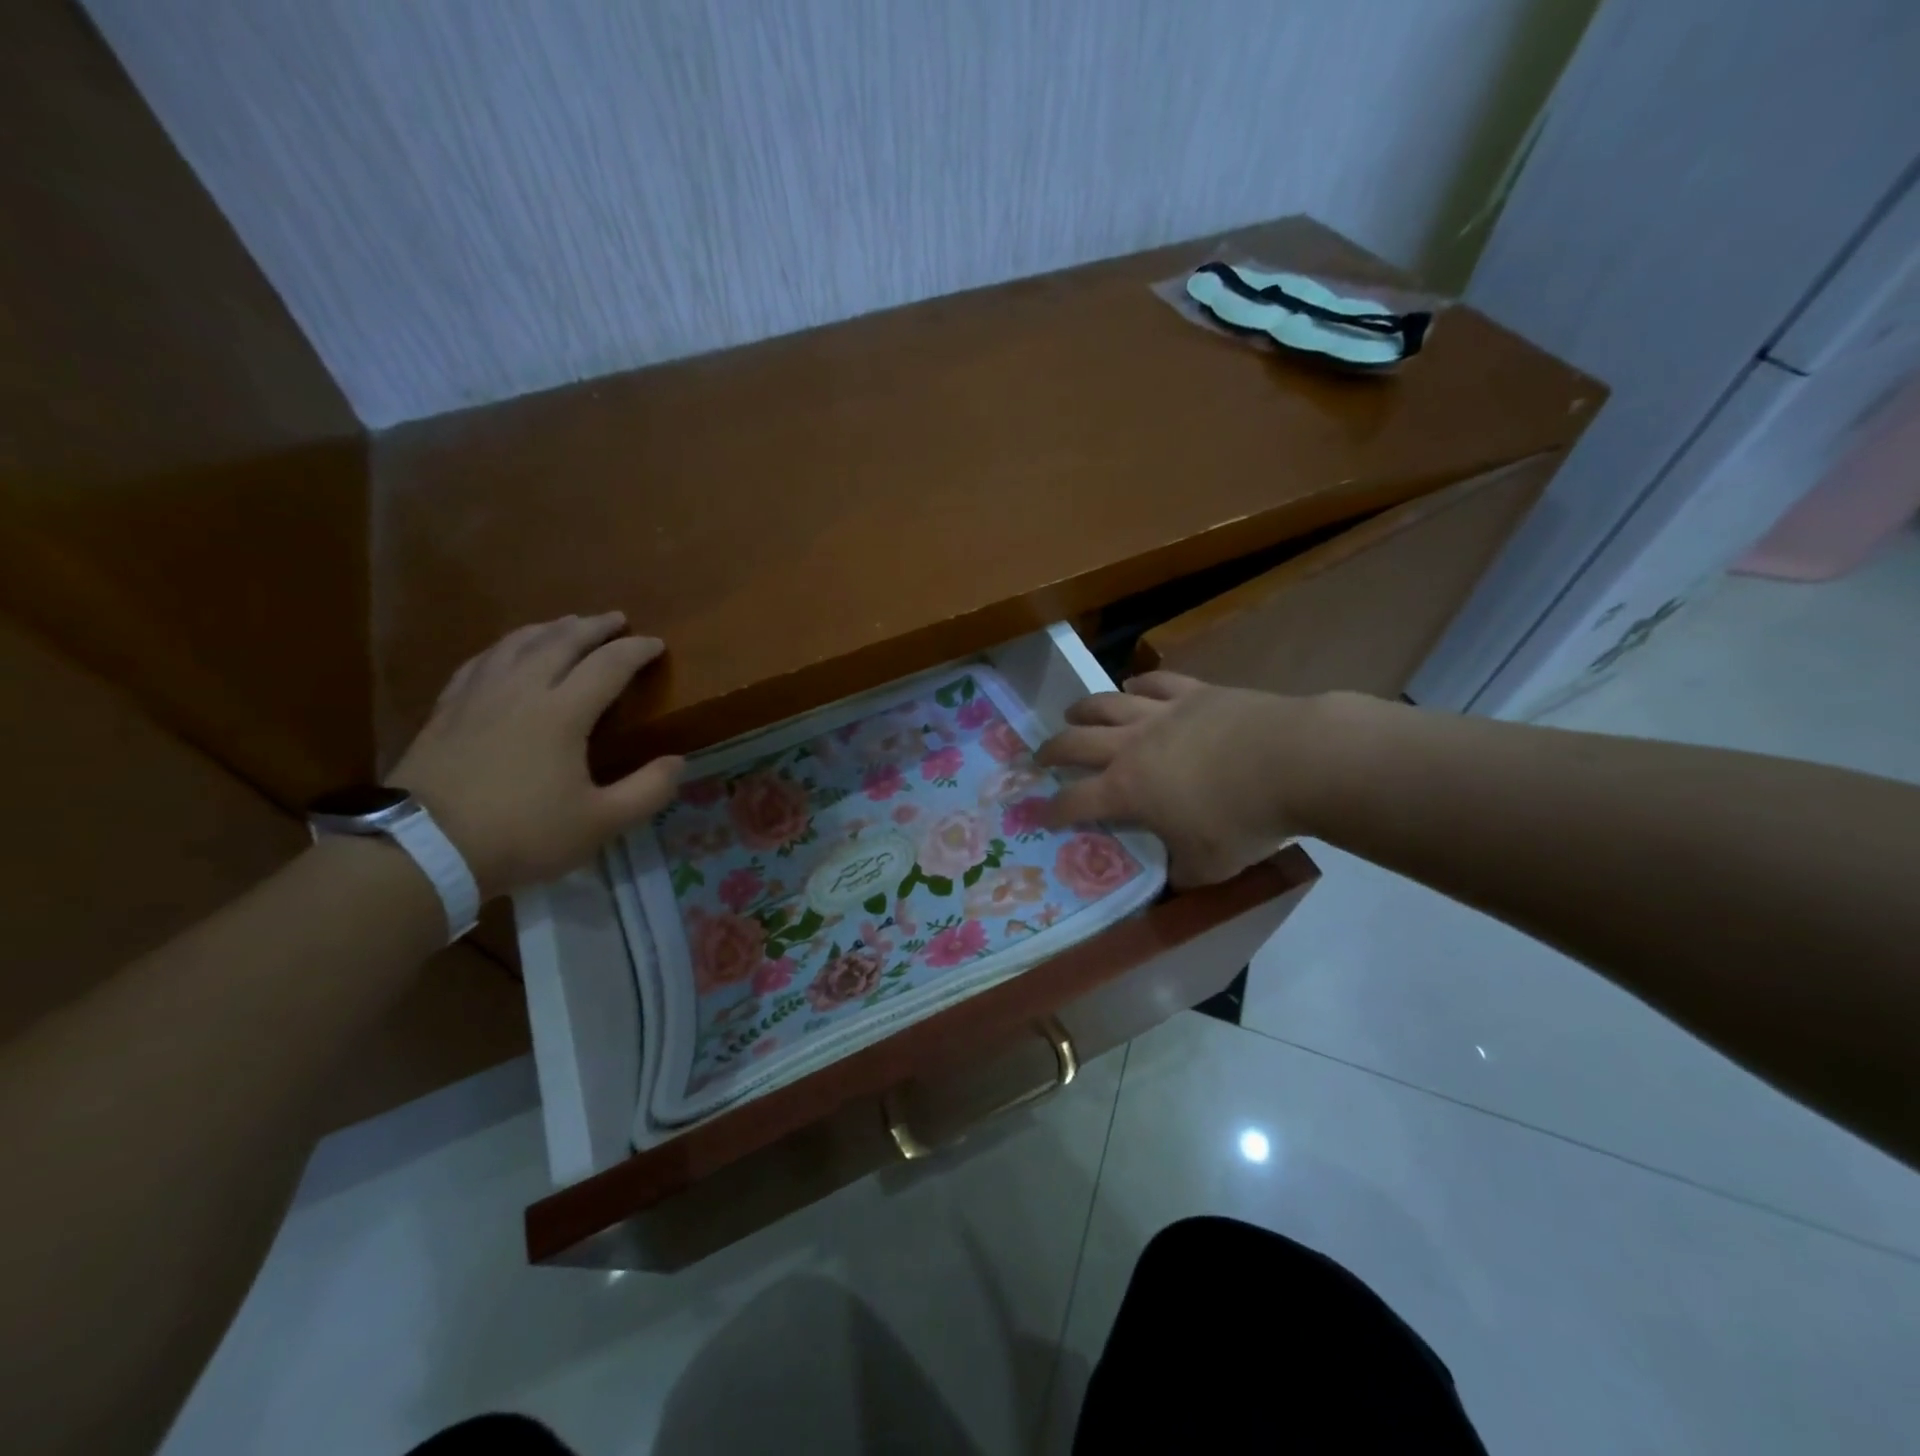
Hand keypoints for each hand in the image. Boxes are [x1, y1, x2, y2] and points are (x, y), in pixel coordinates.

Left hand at [387, 612, 681, 898]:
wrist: (422, 850)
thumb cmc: (521, 835)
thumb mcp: (600, 823)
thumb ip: (647, 791)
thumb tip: (678, 761)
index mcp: (562, 713)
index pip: (608, 666)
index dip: (636, 651)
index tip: (656, 644)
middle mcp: (521, 691)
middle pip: (560, 642)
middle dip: (593, 626)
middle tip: (616, 619)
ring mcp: (478, 697)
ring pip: (516, 644)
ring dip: (548, 628)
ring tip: (566, 623)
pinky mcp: (446, 711)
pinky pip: (480, 662)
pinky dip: (503, 648)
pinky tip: (506, 651)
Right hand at [1037, 672, 1310, 888]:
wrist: (1294, 761)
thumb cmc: (1245, 820)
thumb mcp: (1210, 866)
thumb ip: (1184, 872)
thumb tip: (1176, 878)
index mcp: (1128, 790)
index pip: (1075, 800)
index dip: (1052, 809)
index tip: (1039, 814)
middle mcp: (1132, 746)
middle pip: (1076, 743)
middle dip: (1052, 751)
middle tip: (1040, 756)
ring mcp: (1161, 713)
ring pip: (1107, 704)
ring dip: (1083, 709)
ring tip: (1072, 713)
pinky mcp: (1193, 692)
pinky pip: (1155, 683)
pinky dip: (1138, 684)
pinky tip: (1132, 686)